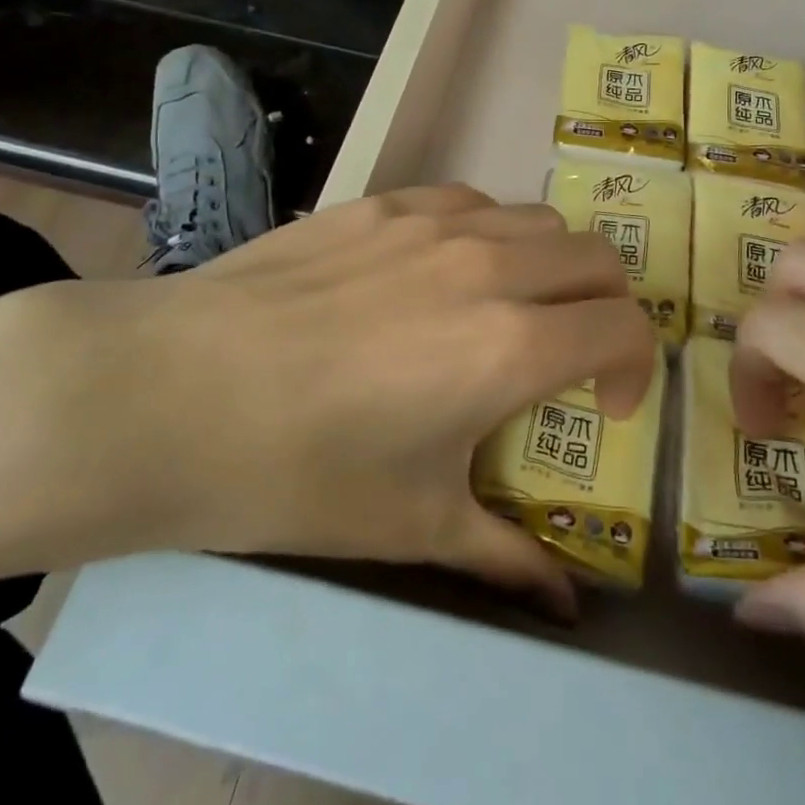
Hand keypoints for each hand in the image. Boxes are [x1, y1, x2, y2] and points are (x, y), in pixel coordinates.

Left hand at [26, 185, 653, 614]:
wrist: (169, 394)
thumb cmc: (298, 472)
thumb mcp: (413, 525)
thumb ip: (506, 557)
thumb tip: (567, 603)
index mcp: (510, 346)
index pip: (626, 327)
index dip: (636, 369)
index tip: (602, 407)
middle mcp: (489, 266)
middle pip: (598, 258)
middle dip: (606, 309)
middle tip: (569, 356)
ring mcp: (432, 222)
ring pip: (538, 220)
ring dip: (549, 266)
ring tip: (506, 310)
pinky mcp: (380, 202)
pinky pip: (468, 201)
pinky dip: (487, 233)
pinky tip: (440, 272)